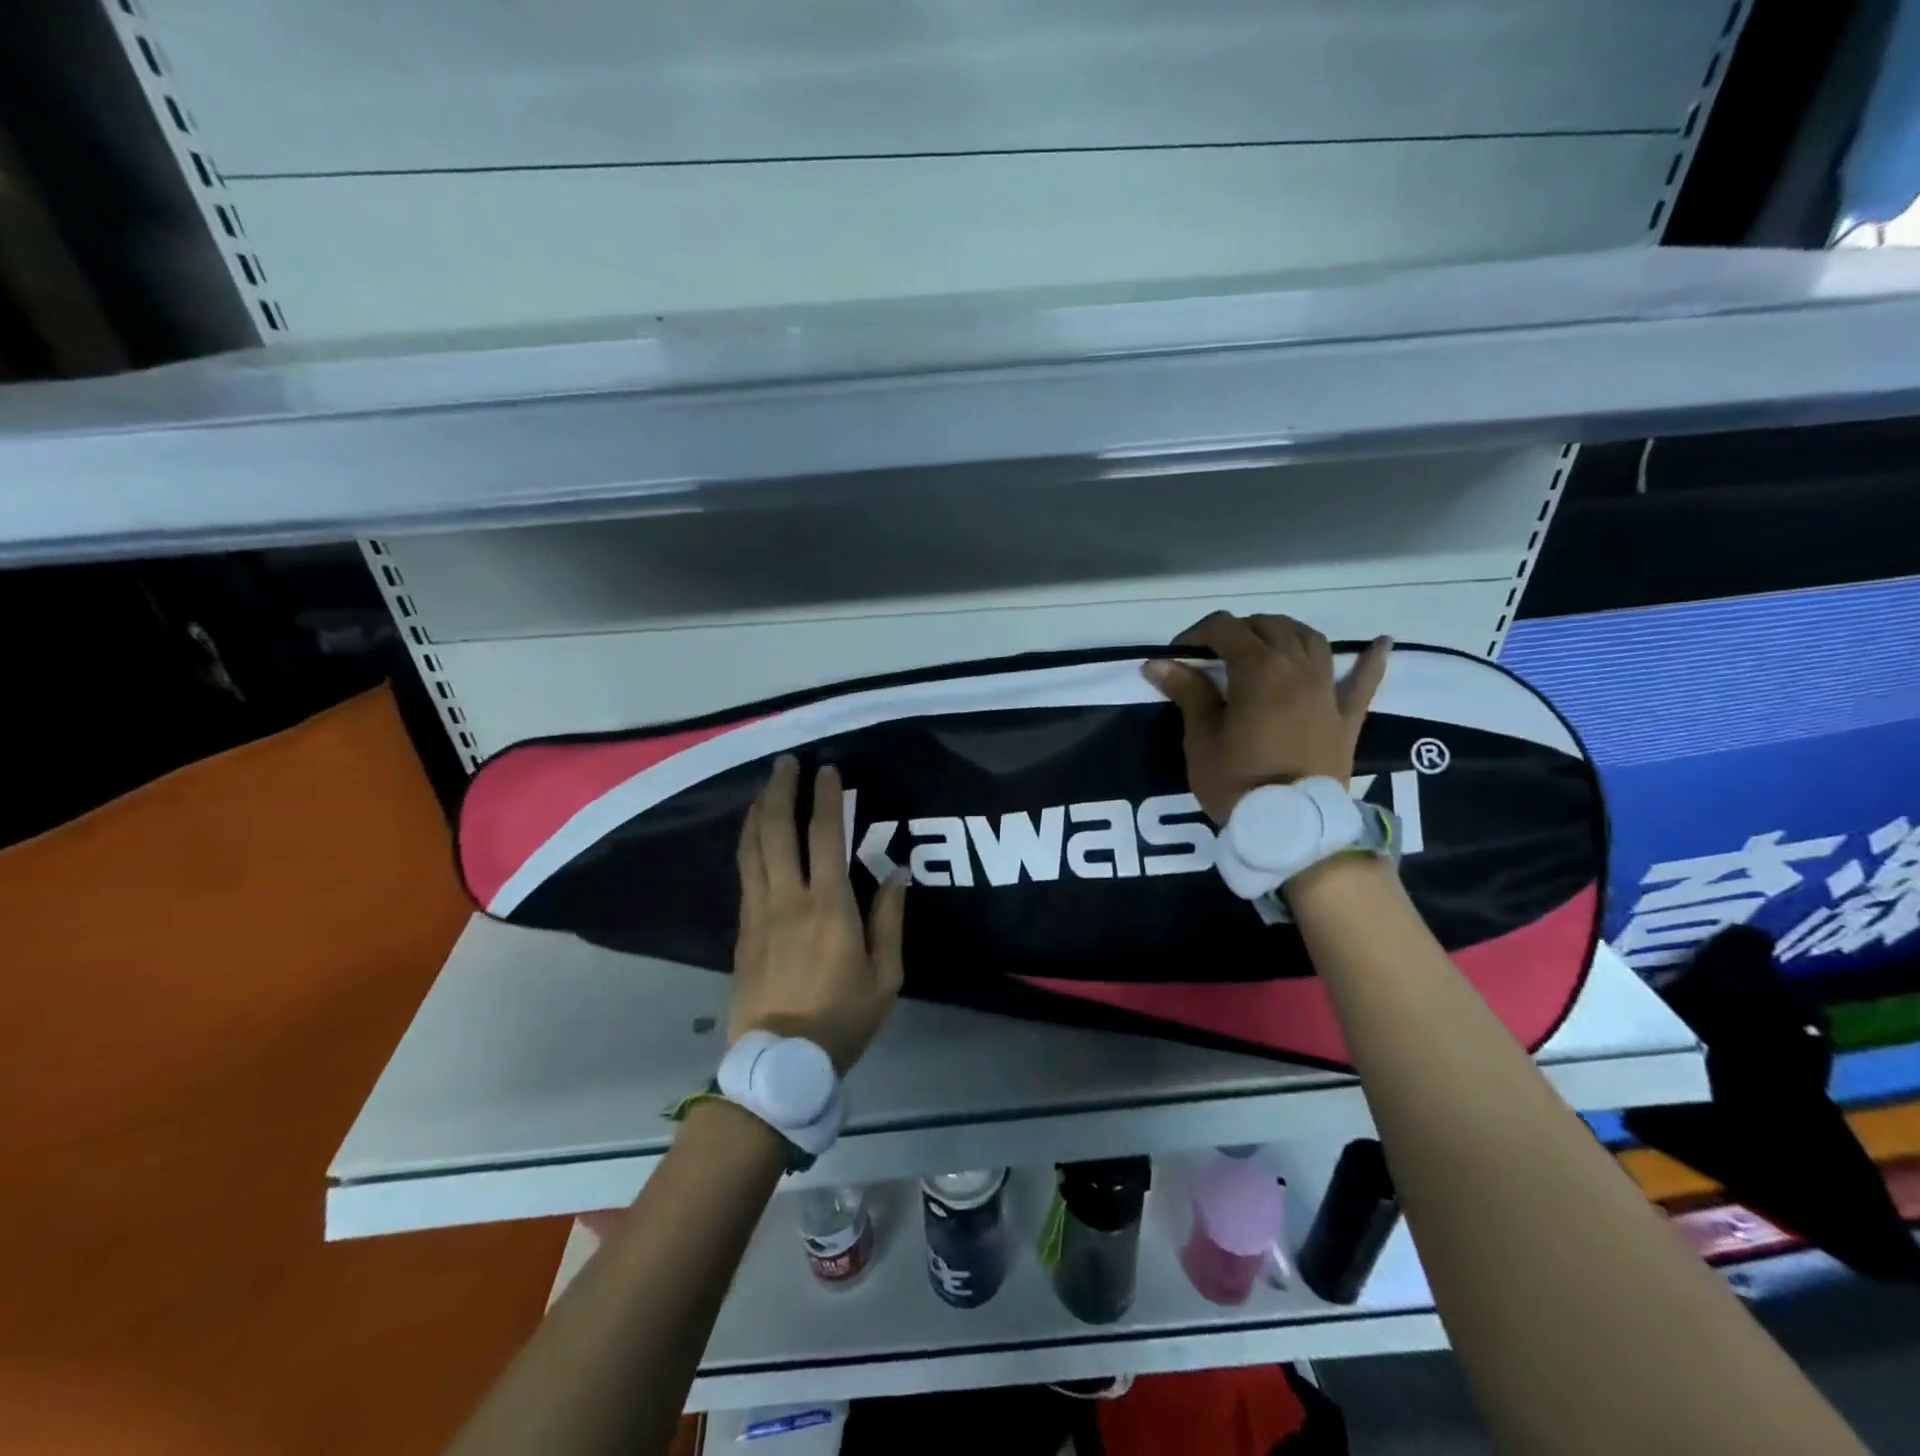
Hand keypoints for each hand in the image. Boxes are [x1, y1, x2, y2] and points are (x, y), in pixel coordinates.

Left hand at [730, 756, 907, 1073]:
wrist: (777, 1064)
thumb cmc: (840, 1020)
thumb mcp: (886, 978)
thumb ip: (889, 921)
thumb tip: (896, 873)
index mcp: (829, 908)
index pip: (825, 837)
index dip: (826, 798)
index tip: (828, 770)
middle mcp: (788, 899)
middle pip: (777, 830)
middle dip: (781, 790)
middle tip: (788, 763)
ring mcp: (759, 912)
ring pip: (752, 847)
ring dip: (759, 810)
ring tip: (767, 786)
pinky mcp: (743, 928)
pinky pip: (744, 871)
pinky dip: (748, 841)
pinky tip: (753, 832)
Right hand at [1143, 612, 1390, 822]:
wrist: (1292, 830)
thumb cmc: (1237, 783)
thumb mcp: (1201, 740)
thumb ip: (1188, 693)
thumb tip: (1158, 662)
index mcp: (1258, 670)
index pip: (1225, 629)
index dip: (1197, 635)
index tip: (1178, 658)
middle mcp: (1298, 668)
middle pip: (1269, 627)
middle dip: (1237, 631)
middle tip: (1212, 658)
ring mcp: (1327, 691)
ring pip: (1310, 640)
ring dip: (1283, 634)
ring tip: (1263, 646)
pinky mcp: (1347, 717)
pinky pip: (1364, 681)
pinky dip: (1371, 659)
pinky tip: (1380, 643)